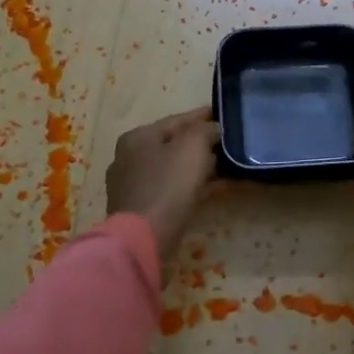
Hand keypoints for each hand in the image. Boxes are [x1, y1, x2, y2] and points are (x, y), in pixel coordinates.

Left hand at [105, 107, 222, 262]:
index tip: (222, 115)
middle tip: (226, 143)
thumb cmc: (168, 185)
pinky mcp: (140, 210)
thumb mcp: (192, 147)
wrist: (144, 238)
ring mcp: (131, 186)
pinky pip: (170, 190)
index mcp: (137, 137)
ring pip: (171, 169)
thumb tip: (213, 129)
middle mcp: (128, 158)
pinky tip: (210, 189)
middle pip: (172, 145)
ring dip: (196, 167)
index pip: (175, 120)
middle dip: (199, 143)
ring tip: (223, 166)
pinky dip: (189, 187)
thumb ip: (204, 130)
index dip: (201, 117)